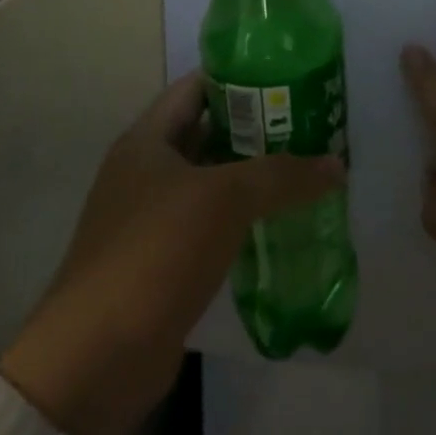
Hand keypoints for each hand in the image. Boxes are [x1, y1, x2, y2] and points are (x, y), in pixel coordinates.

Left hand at [0, 73, 343, 434]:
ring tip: (309, 169)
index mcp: (147, 140)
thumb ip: (282, 175)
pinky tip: (286, 222)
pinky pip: (214, 226)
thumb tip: (337, 166)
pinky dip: (246, 220)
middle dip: (259, 128)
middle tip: (313, 125)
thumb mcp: (224, 199)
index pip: (197, 87)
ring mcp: (153, 219)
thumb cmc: (156, 252)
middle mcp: (147, 172)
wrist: (97, 358)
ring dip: (257, 177)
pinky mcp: (165, 262)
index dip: (240, 76)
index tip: (290, 76)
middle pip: (209, 134)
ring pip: (215, 183)